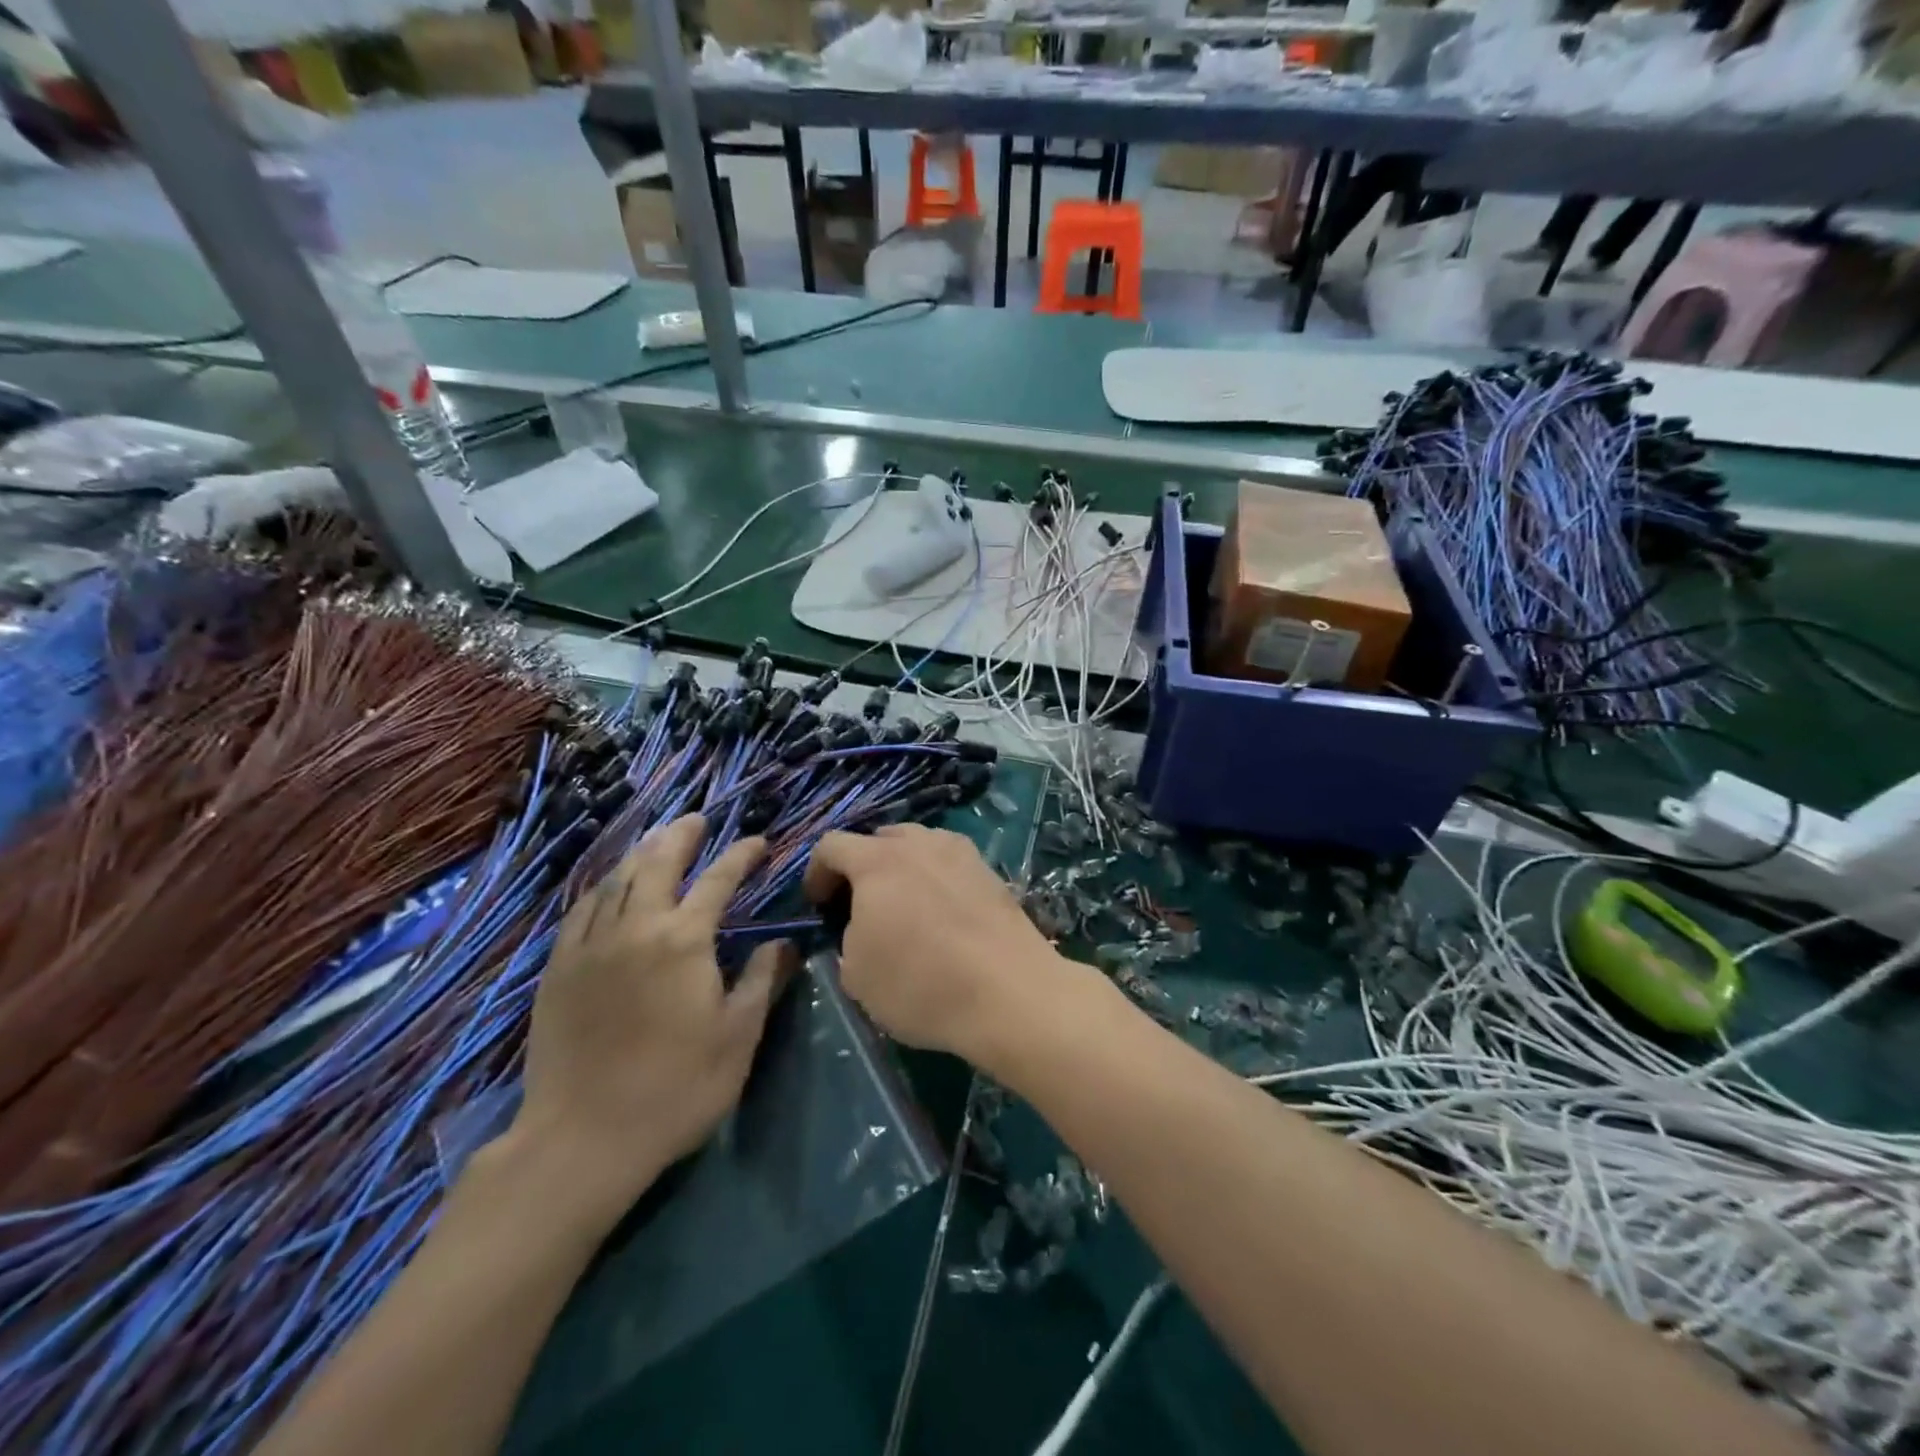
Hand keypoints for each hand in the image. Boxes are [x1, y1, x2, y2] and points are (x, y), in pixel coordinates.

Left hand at [512, 815, 792, 1220]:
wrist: (582, 1139)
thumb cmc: (675, 1088)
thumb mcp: (737, 1037)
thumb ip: (761, 981)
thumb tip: (783, 943)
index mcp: (683, 940)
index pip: (718, 881)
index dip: (741, 856)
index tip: (758, 842)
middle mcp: (635, 928)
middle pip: (659, 864)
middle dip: (681, 836)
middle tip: (696, 820)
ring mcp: (591, 946)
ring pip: (616, 880)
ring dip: (641, 853)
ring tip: (656, 840)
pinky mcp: (558, 969)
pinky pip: (581, 910)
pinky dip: (602, 887)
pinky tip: (608, 888)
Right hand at [803, 824, 1073, 1071]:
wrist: (1009, 993)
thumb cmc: (921, 984)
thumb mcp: (857, 976)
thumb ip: (848, 938)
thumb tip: (863, 927)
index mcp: (877, 861)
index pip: (831, 845)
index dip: (816, 872)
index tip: (819, 905)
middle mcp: (919, 843)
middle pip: (878, 839)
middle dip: (861, 866)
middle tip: (861, 905)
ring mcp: (960, 852)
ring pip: (918, 845)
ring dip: (902, 868)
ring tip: (904, 906)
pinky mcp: (990, 871)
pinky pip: (949, 862)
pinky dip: (935, 878)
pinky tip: (942, 913)